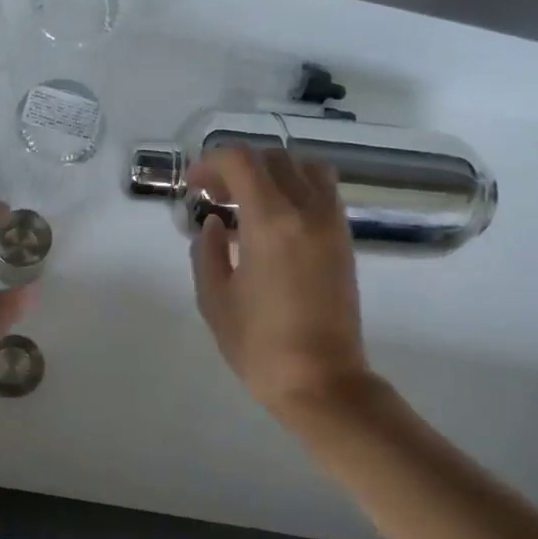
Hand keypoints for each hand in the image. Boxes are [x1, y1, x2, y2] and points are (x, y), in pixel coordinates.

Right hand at [188, 148, 372, 424]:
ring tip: (248, 200)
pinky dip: (295, 188)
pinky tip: (274, 220)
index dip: (210, 163)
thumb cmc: (260, 345)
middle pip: (273, 158)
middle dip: (237, 167)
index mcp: (271, 221)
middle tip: (213, 194)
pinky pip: (322, 191)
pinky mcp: (344, 239)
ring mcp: (332, 223)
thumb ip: (207, 251)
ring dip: (271, 172)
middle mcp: (307, 210)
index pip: (241, 161)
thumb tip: (214, 224)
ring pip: (304, 168)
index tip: (193, 186)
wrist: (322, 381)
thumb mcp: (215, 299)